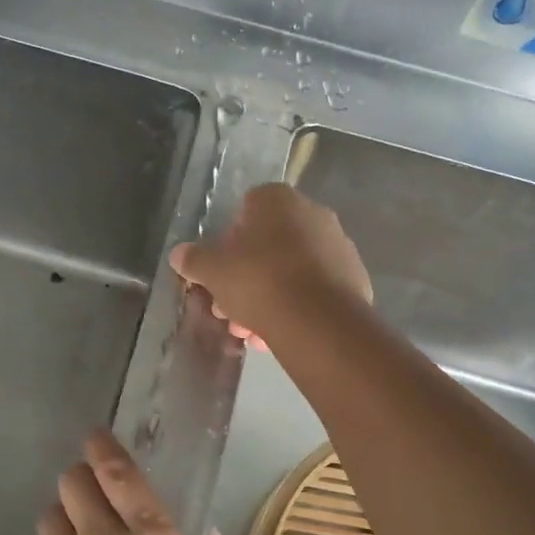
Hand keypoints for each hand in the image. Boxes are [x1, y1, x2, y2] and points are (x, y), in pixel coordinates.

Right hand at [169, 184, 371, 345]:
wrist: (319, 321)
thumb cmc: (259, 281)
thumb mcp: (213, 271)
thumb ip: (195, 259)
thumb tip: (179, 254)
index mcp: (277, 200)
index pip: (246, 210)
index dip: (228, 243)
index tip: (220, 272)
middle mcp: (313, 213)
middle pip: (269, 244)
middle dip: (246, 277)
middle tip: (230, 309)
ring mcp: (338, 245)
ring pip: (291, 270)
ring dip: (268, 297)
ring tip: (252, 332)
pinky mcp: (355, 278)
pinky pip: (314, 289)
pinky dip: (296, 307)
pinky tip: (279, 334)